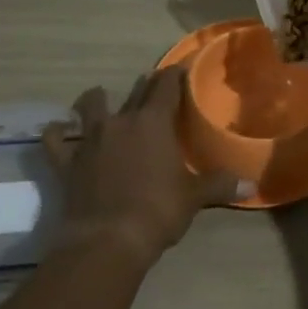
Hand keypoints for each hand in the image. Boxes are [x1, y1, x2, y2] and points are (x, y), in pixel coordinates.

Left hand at [43, 68, 243, 266]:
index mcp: (154, 123)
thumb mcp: (194, 197)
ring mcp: (90, 140)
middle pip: (135, 92)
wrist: (106, 240)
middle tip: (153, 83)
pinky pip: (56, 142)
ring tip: (99, 97)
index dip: (174, 75)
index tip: (181, 68)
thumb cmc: (157, 211)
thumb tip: (251, 185)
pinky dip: (56, 134)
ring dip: (95, 100)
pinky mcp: (67, 162)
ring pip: (91, 107)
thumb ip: (220, 185)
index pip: (166, 86)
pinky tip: (56, 130)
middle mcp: (121, 122)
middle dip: (146, 85)